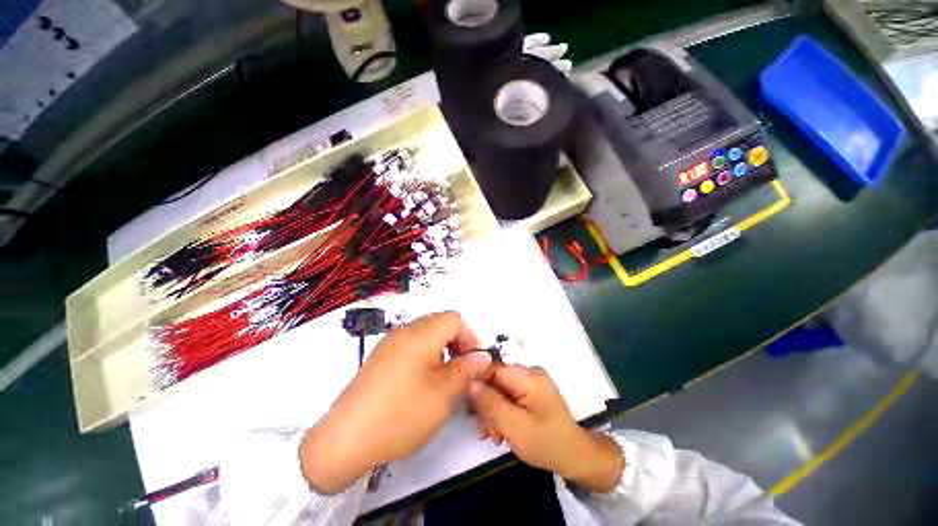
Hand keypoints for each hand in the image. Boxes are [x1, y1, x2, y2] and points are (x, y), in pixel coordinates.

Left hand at [300, 311, 491, 493]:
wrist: (344, 440)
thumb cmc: (401, 414)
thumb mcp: (443, 394)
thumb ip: (467, 370)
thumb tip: (482, 356)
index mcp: (421, 334)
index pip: (454, 319)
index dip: (469, 336)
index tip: (474, 362)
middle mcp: (404, 331)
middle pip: (439, 323)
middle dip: (456, 341)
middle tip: (461, 368)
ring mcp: (389, 343)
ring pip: (425, 333)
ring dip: (440, 348)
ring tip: (443, 376)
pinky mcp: (379, 357)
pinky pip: (410, 344)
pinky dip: (424, 354)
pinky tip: (421, 381)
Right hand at [468, 366, 623, 492]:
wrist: (575, 456)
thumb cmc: (546, 442)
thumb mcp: (514, 425)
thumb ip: (490, 402)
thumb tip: (470, 382)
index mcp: (528, 376)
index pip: (493, 368)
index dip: (477, 383)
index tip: (468, 405)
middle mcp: (529, 373)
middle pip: (496, 380)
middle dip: (486, 404)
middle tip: (483, 429)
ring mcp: (531, 383)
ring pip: (501, 390)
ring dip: (493, 412)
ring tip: (492, 435)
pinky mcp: (531, 393)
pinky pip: (509, 397)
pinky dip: (503, 412)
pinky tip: (500, 432)